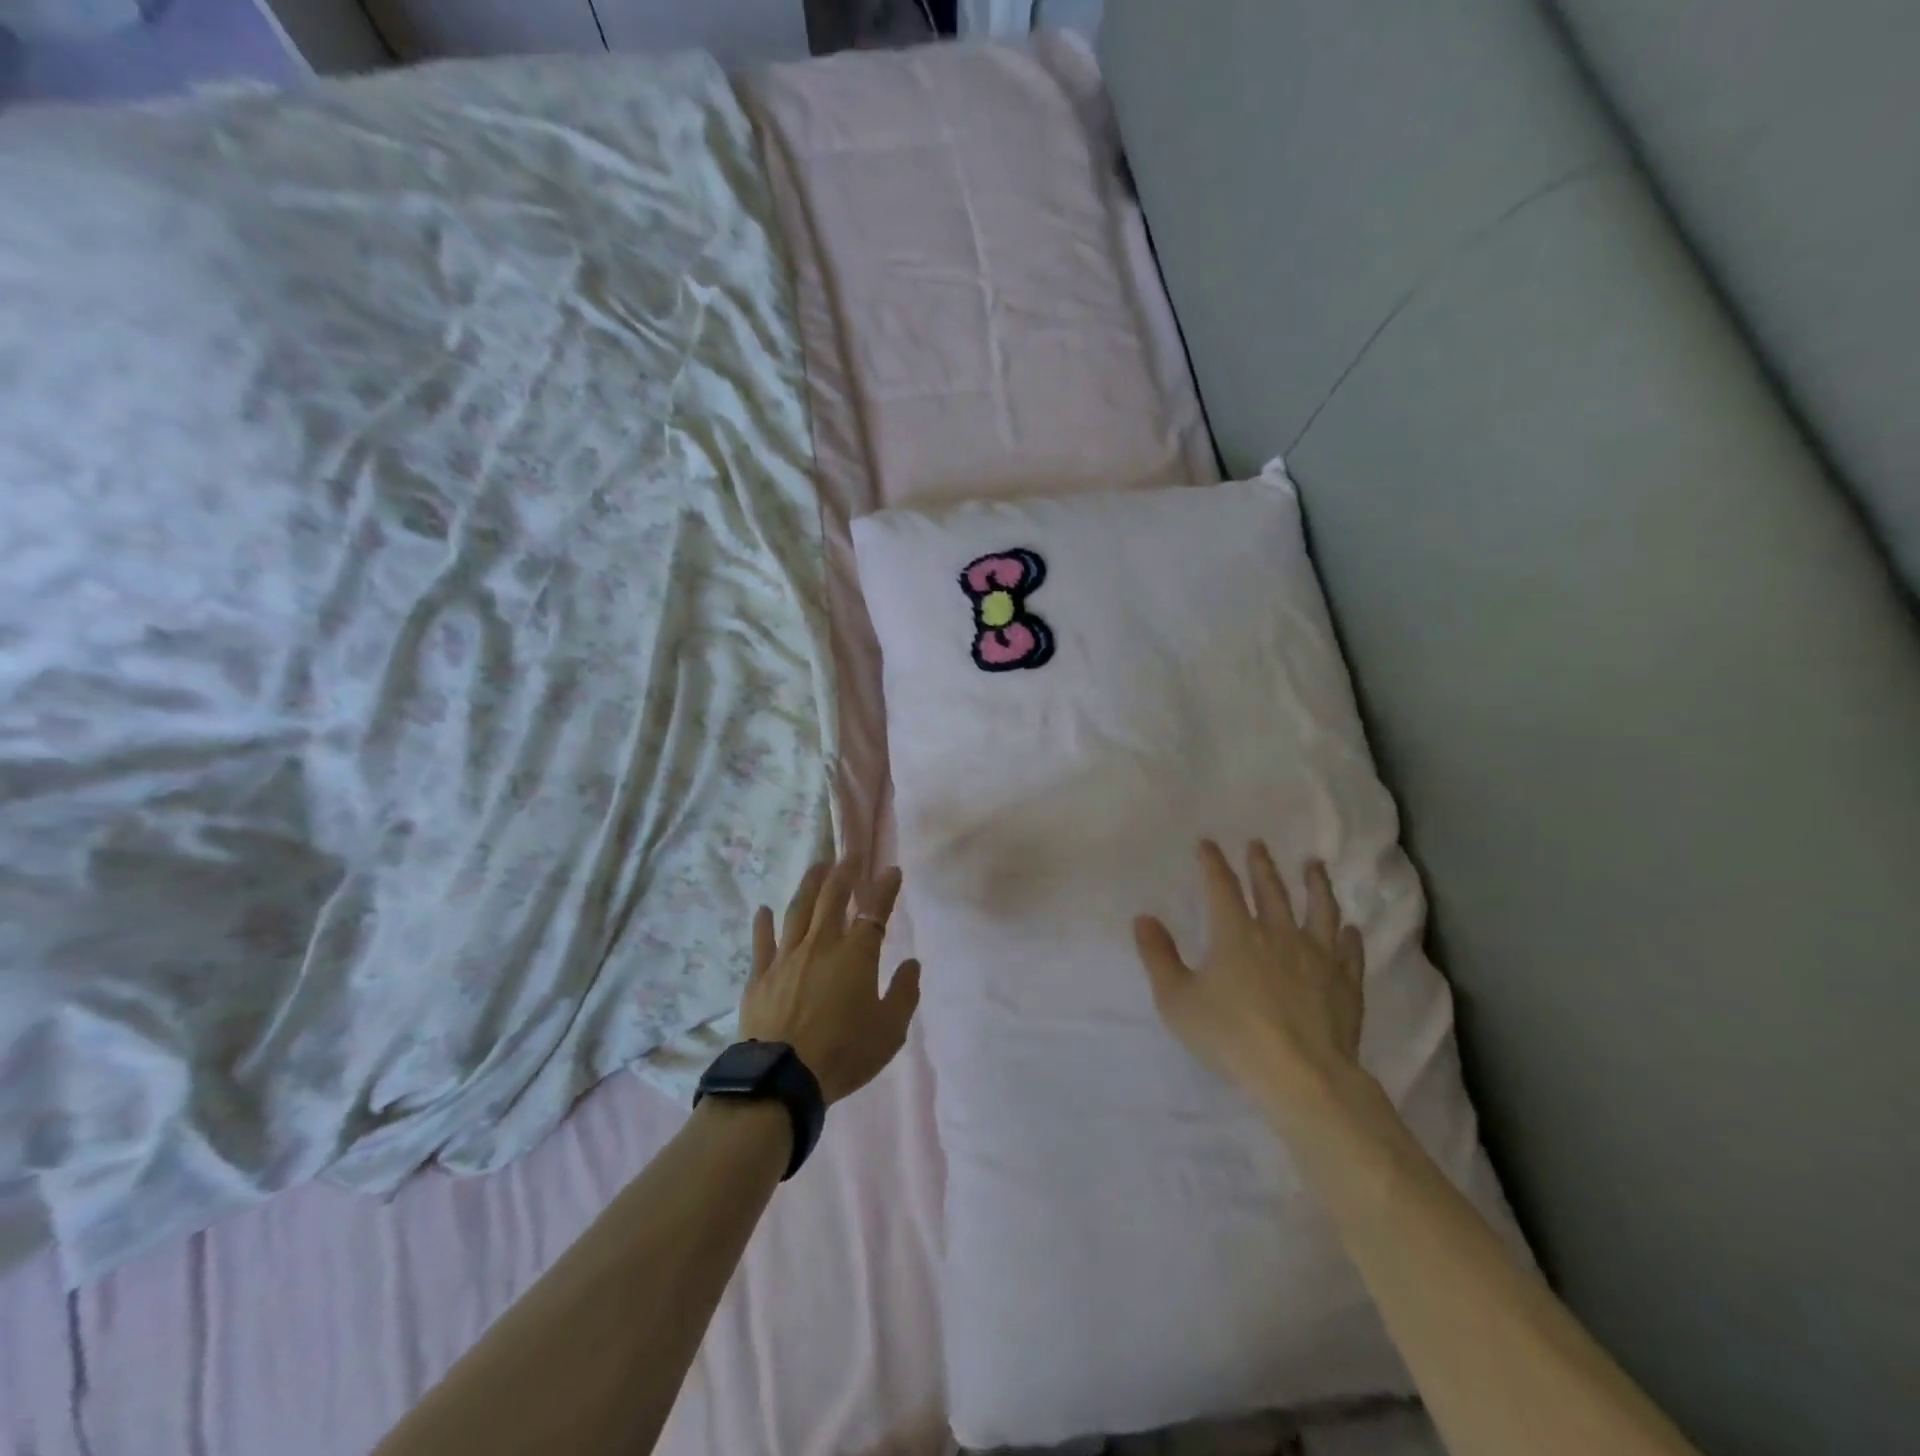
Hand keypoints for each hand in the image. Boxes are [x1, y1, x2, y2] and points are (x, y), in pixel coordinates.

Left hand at [739, 859, 921, 1104]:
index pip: (875, 912)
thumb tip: (911, 964)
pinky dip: (763, 923)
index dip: (885, 888)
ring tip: (817, 866)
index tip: (892, 870)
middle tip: (850, 854)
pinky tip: (763, 909)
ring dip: (809, 884)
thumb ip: (904, 993)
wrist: (783, 1078)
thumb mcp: (890, 1030)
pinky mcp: (760, 975)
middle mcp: (822, 945)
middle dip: (845, 872)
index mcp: (857, 955)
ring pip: (798, 910)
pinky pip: (762, 941)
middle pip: (833, 898)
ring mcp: (787, 957)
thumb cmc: (844, 1053)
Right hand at [1134, 840, 1366, 1109]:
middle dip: (1262, 865)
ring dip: (1315, 884)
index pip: (1222, 886)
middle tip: (1259, 845)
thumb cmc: (1231, 1037)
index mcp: (1235, 934)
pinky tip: (1350, 928)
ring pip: (1319, 909)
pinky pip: (1349, 950)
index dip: (1213, 862)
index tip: (1207, 844)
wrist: (1302, 1077)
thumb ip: (1158, 956)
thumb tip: (1144, 918)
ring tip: (1314, 865)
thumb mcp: (1177, 1000)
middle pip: (1271, 890)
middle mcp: (1278, 934)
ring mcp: (1318, 956)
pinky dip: (1349, 935)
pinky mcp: (1346, 983)